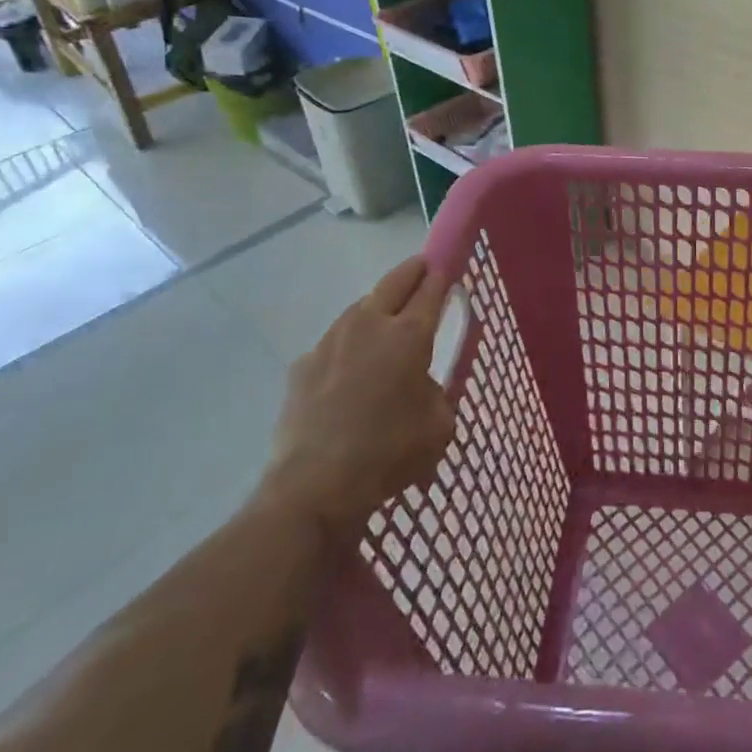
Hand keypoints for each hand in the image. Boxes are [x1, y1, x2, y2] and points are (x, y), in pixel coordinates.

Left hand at [257, 257, 454, 539]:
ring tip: (386, 319)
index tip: (449, 265)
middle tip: (423, 268)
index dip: (442, 274)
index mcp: (409, 335)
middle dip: (413, 270)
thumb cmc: (388, 454)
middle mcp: (370, 325)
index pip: (431, 289)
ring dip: (378, 305)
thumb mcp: (439, 426)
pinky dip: (348, 344)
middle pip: (394, 281)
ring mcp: (331, 341)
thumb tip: (423, 385)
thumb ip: (437, 394)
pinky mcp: (303, 365)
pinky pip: (334, 342)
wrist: (313, 485)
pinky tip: (350, 368)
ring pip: (360, 307)